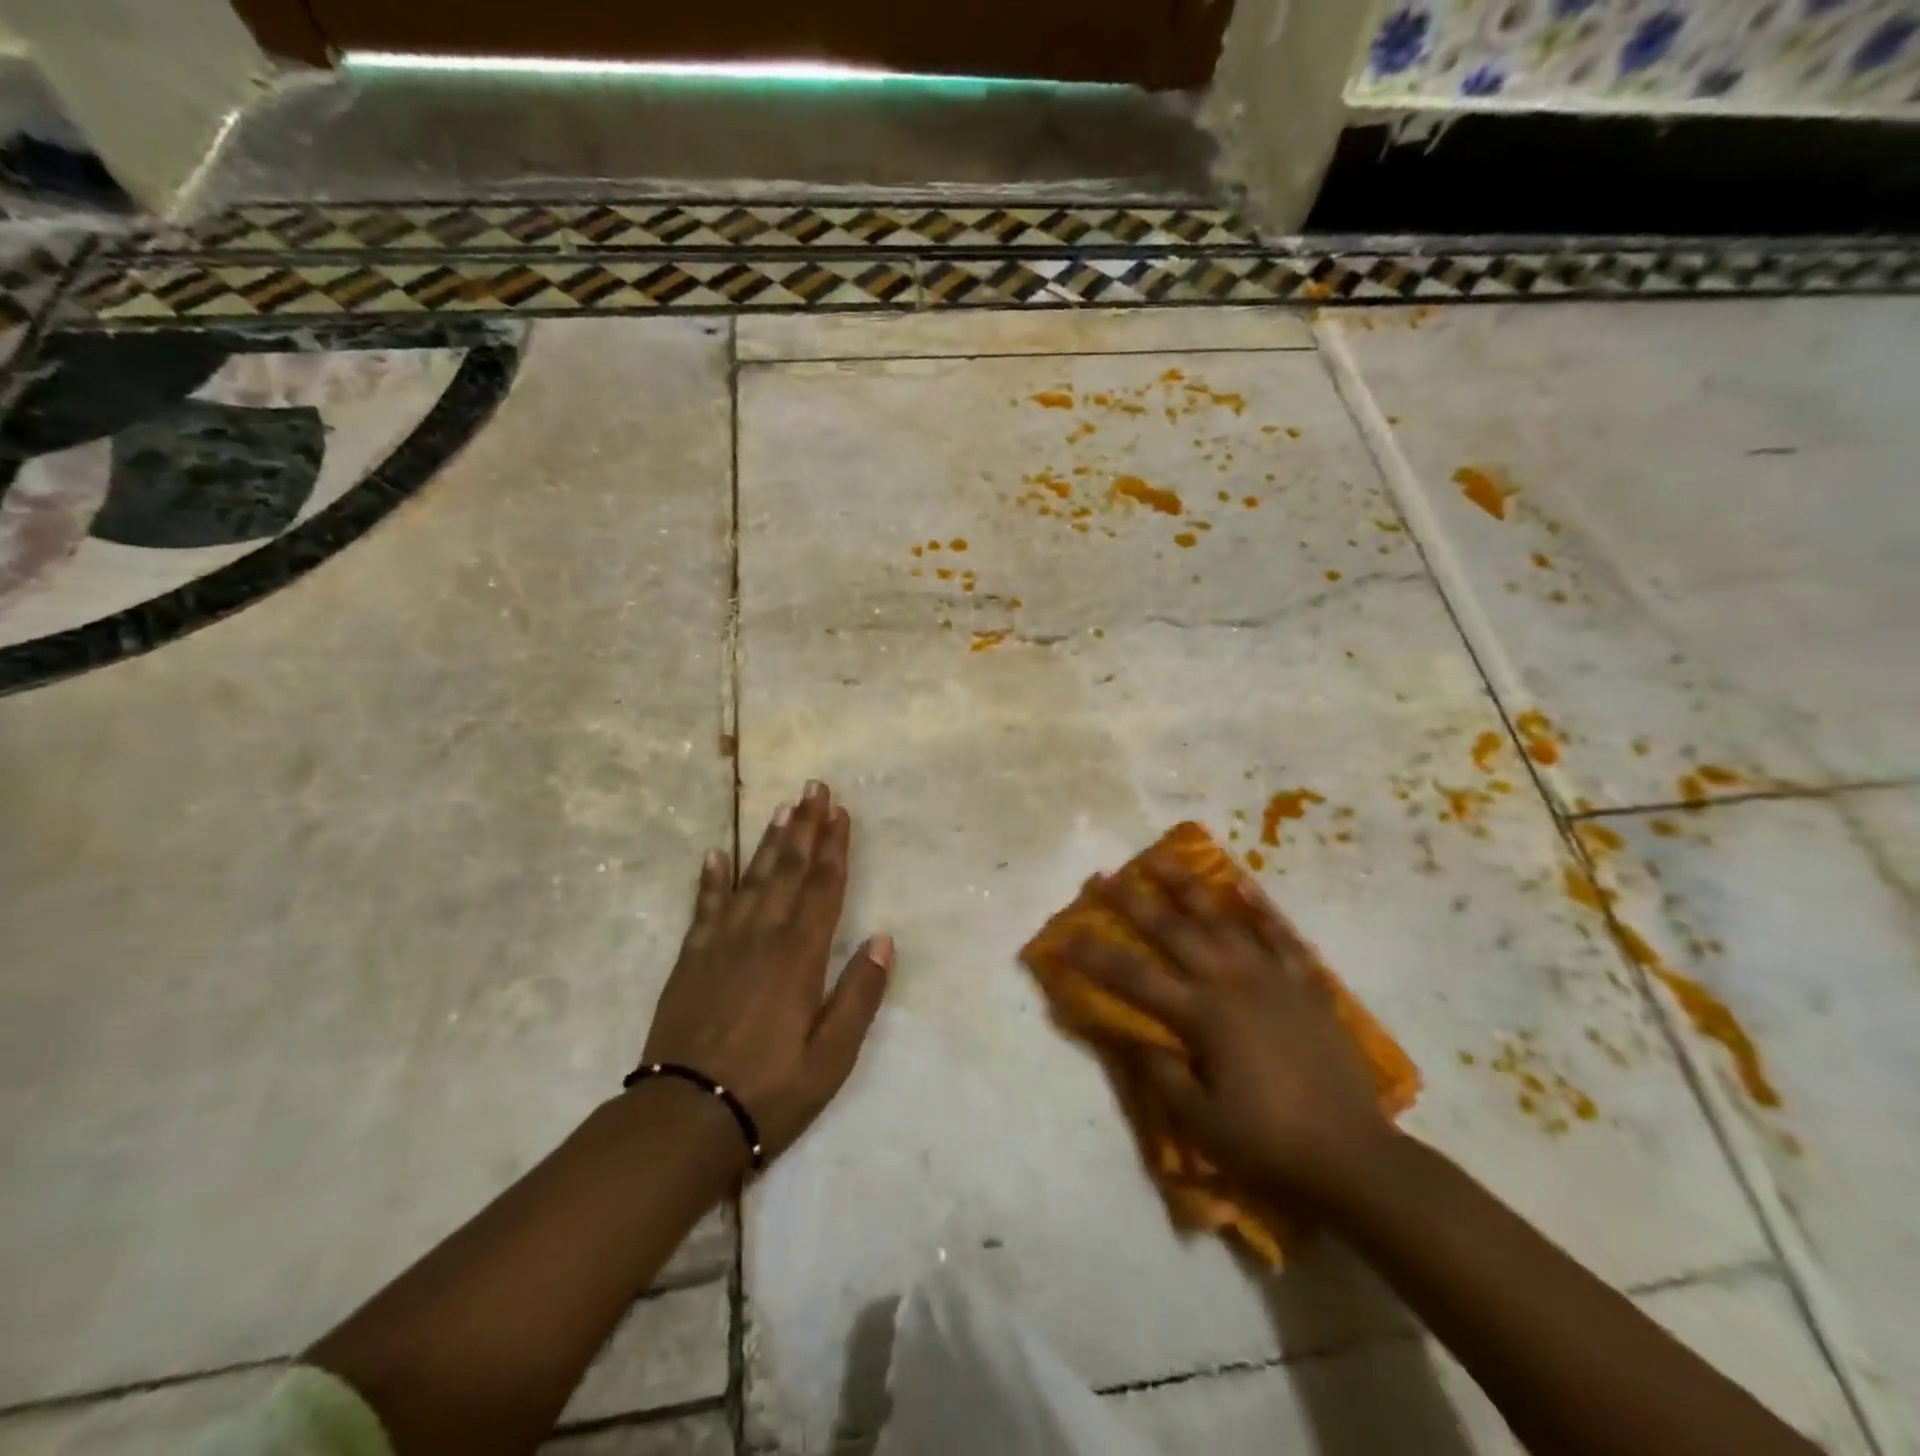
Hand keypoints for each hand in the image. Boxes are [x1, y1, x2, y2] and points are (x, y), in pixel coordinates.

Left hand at [641, 781, 892, 1165]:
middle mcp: (762, 937)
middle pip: (788, 870)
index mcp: (799, 956)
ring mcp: (721, 944)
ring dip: (769, 843)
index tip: (840, 811)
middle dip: (804, 827)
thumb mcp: (832, 1056)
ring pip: (751, 879)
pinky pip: (704, 907)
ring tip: (781, 809)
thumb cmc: (770, 1090)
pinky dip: (710, 879)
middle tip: (813, 788)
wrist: (684, 1119)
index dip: (834, 847)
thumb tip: (883, 939)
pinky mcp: (691, 959)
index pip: (823, 888)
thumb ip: (859, 995)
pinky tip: (716, 854)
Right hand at [1059, 863, 1395, 1207]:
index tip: (1064, 938)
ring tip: (1162, 860)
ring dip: (1188, 888)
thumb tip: (1132, 1036)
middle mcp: (1232, 982)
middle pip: (1173, 931)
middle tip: (1103, 877)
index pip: (1134, 977)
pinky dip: (1259, 911)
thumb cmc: (1270, 1143)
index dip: (1094, 957)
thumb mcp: (1202, 1122)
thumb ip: (1162, 1073)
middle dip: (1132, 902)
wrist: (1355, 1157)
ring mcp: (1272, 977)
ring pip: (1222, 919)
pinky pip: (1279, 936)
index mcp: (1203, 1015)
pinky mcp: (1304, 985)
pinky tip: (1242, 889)